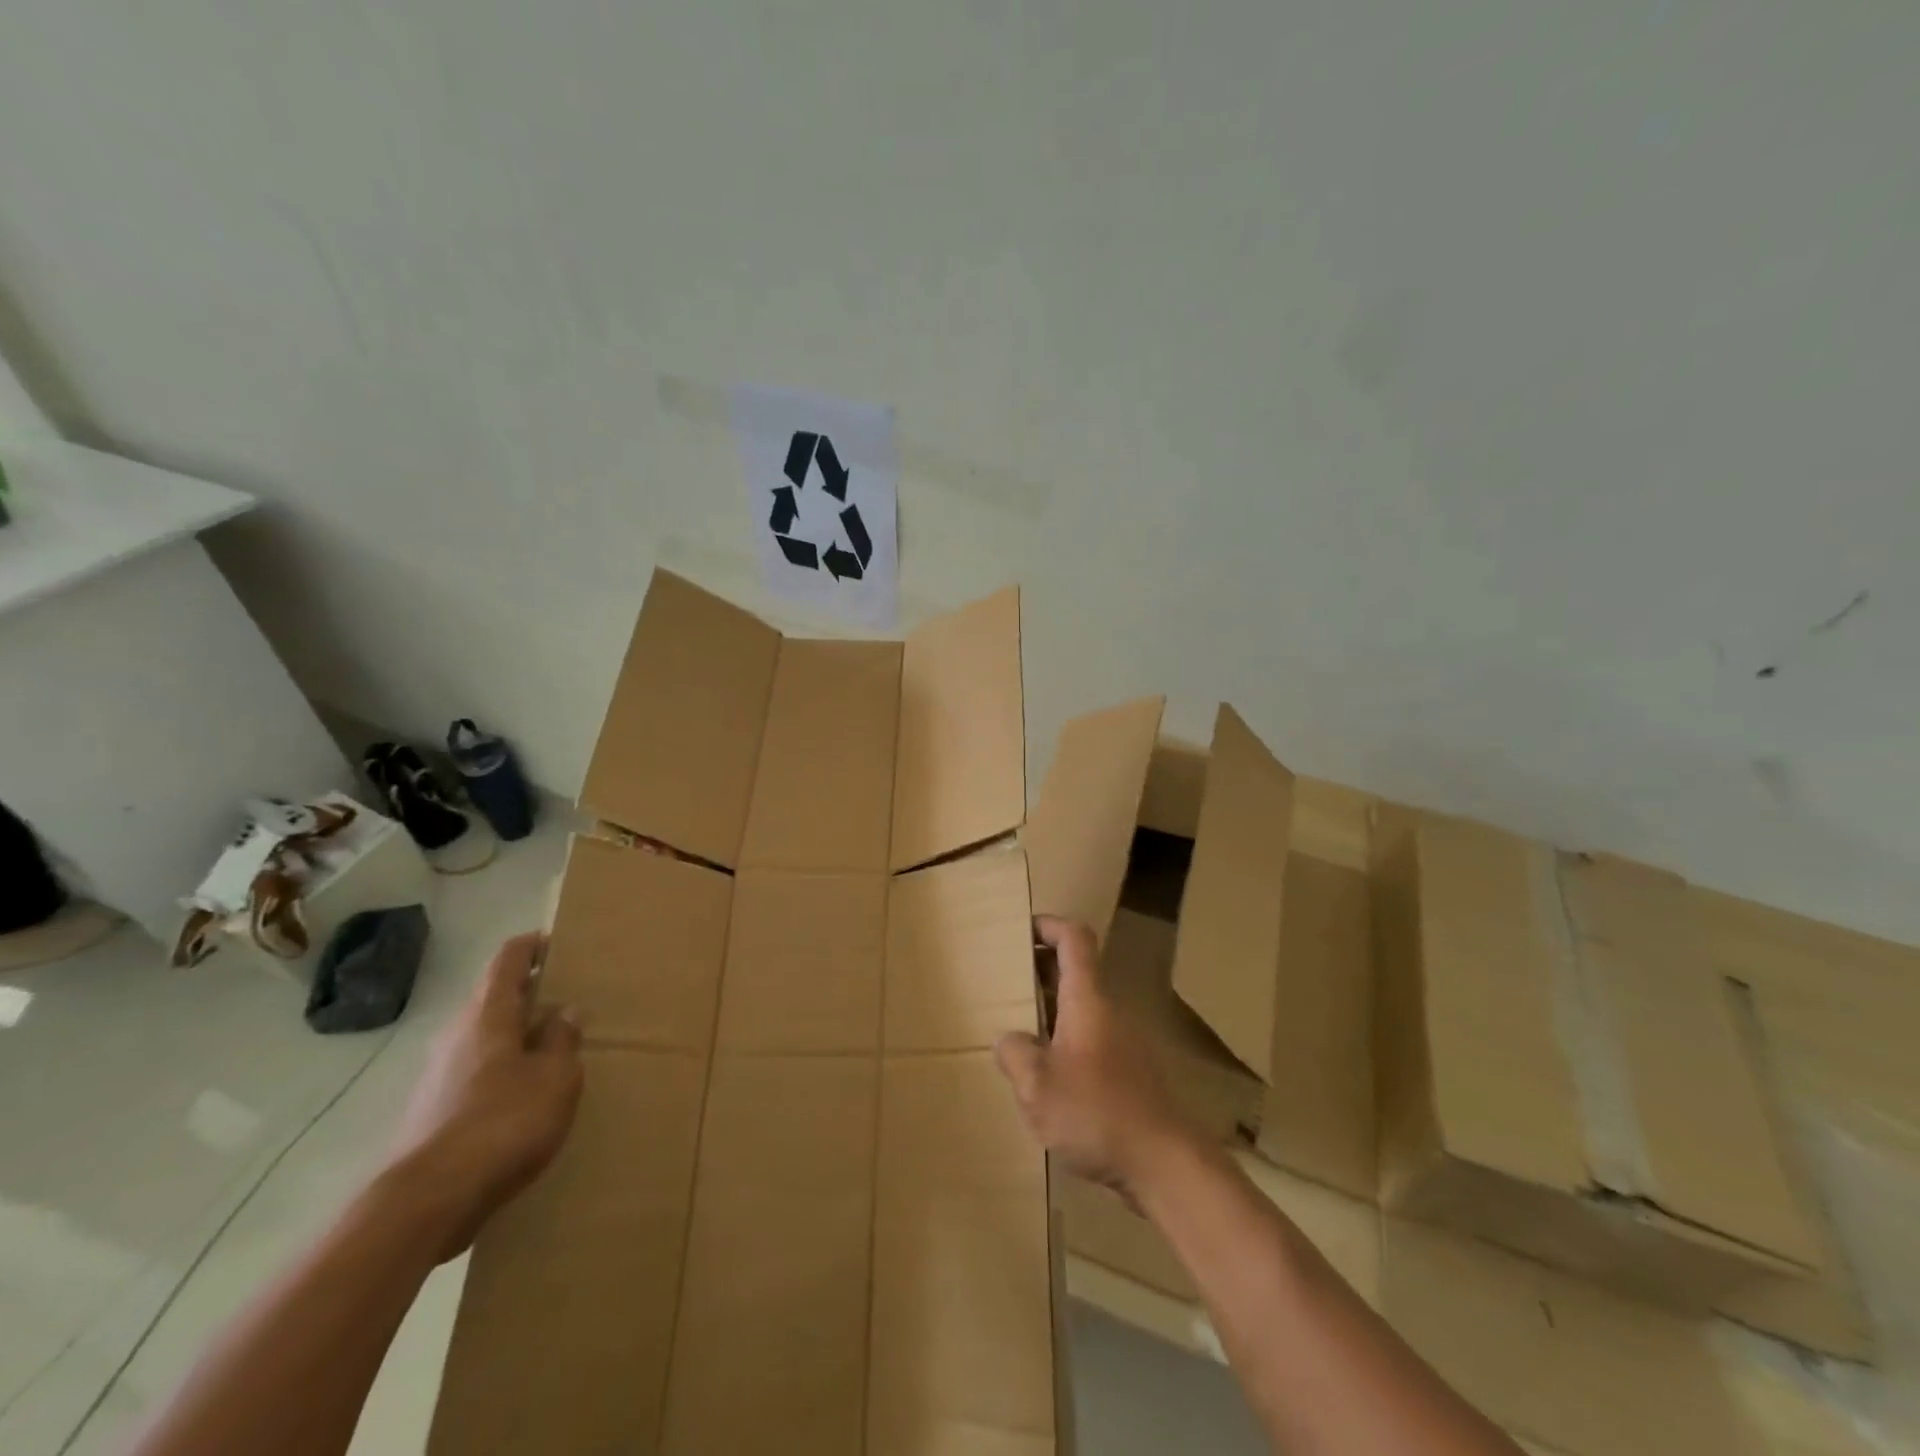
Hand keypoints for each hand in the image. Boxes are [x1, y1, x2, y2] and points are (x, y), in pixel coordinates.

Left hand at [384, 932, 583, 1260]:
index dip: (533, 946)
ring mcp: (438, 1073)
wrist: (425, 1202)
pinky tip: (524, 1093)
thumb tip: (564, 1012)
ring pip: (484, 1036)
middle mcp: (457, 1034)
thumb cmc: (503, 1123)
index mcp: (488, 1015)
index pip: (508, 960)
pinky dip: (501, 1067)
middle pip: (493, 998)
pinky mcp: (431, 1109)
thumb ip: (562, 1040)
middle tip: (567, 999)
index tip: (557, 944)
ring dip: (515, 1034)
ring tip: (552, 1048)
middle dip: (529, 994)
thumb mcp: (556, 1078)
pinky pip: (474, 1070)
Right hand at [994, 915, 1196, 1201]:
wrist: (1166, 1163)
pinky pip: (1090, 1038)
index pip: (1074, 939)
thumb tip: (1010, 1040)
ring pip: (1082, 1008)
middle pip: (1076, 971)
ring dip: (1050, 1009)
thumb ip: (1015, 1054)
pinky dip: (1065, 1039)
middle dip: (1040, 969)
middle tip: (1005, 982)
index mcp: (1088, 1000)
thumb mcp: (1038, 1086)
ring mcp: (1123, 1041)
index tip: (1020, 931)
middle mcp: (1109, 1010)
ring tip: (1017, 1031)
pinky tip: (1046, 1076)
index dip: (1048, 925)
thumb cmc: (1097, 1113)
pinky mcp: (1129, 1072)